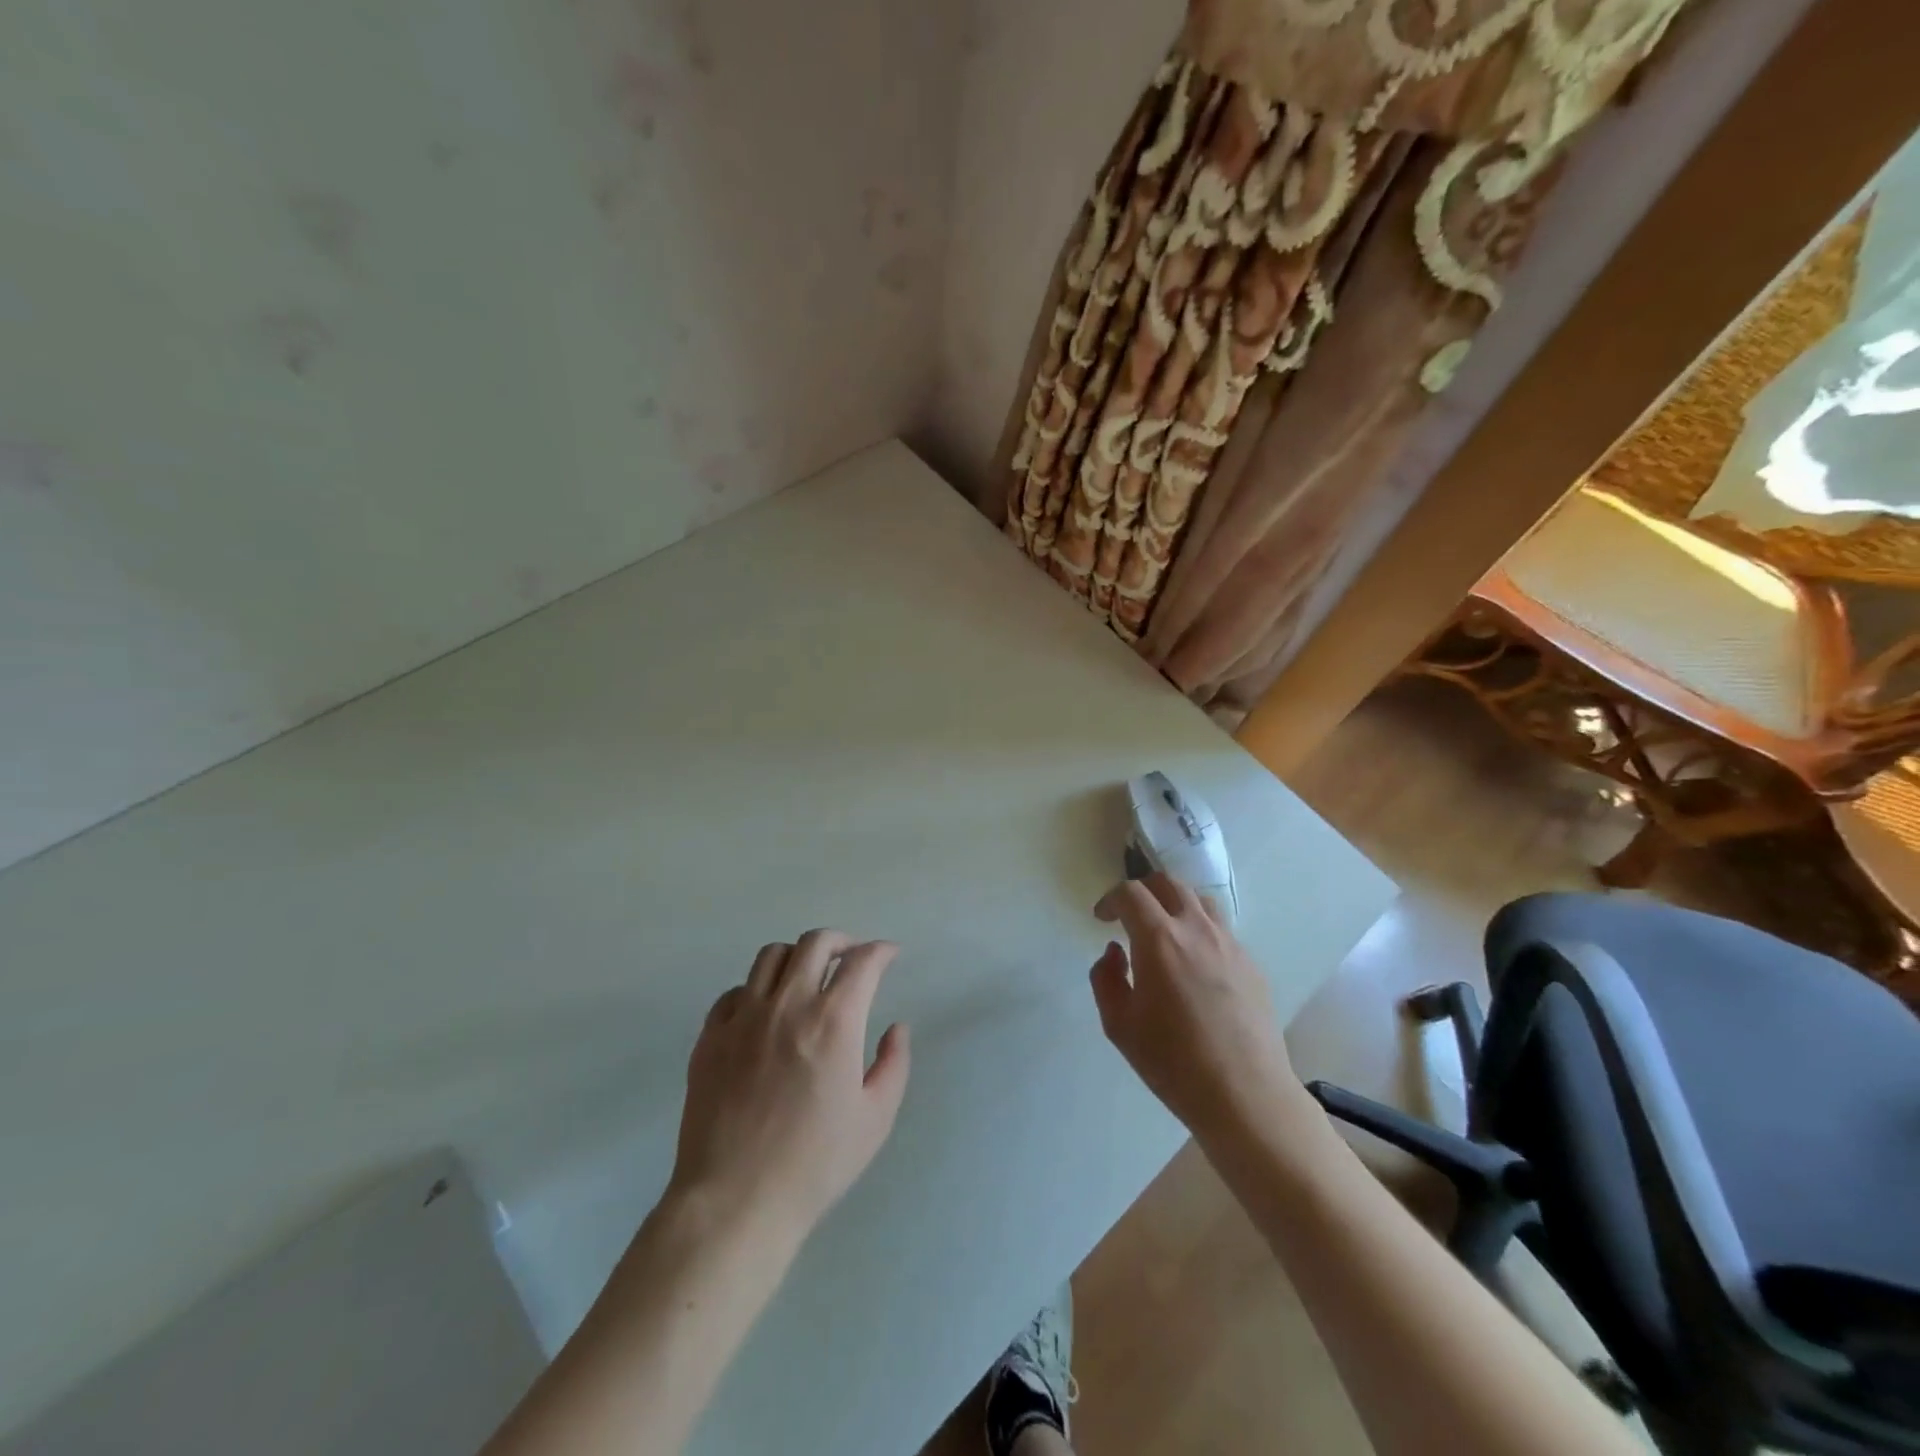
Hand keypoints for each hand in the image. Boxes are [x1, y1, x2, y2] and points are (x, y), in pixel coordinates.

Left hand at [670, 930, 910, 1240]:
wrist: (735, 1201)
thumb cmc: (815, 1164)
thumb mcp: (875, 1119)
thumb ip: (893, 1064)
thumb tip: (896, 1028)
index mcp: (833, 1021)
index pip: (862, 962)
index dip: (881, 951)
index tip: (889, 955)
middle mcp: (787, 1005)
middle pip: (815, 943)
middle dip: (841, 941)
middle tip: (852, 957)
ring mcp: (743, 1017)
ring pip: (771, 956)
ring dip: (798, 957)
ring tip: (807, 977)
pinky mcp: (710, 1037)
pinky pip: (734, 991)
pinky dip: (757, 990)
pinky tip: (765, 1012)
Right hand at [1089, 874, 1307, 1142]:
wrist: (1245, 1095)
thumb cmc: (1173, 1062)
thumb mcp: (1119, 1025)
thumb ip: (1106, 979)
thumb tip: (1115, 952)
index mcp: (1159, 939)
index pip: (1131, 893)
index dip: (1111, 899)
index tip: (1102, 919)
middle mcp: (1196, 929)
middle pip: (1168, 884)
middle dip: (1143, 891)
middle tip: (1130, 915)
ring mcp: (1230, 944)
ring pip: (1200, 901)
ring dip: (1175, 905)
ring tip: (1165, 931)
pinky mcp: (1251, 964)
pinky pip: (1221, 931)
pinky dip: (1200, 932)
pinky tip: (1195, 966)